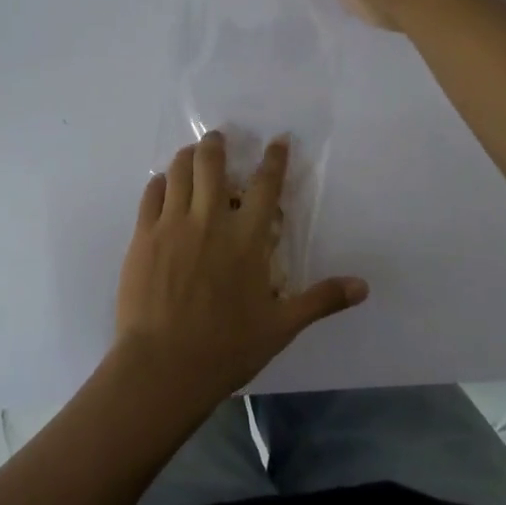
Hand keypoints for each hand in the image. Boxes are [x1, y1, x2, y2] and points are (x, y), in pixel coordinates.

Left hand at [114, 131, 367, 410]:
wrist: (163, 365)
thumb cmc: (227, 347)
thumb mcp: (281, 326)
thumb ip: (320, 300)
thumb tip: (363, 287)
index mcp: (248, 239)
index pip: (265, 186)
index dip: (274, 159)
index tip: (277, 140)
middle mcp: (210, 220)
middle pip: (212, 165)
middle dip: (217, 145)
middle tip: (219, 138)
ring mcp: (172, 225)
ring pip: (179, 172)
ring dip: (187, 156)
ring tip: (191, 153)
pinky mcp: (142, 236)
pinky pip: (150, 195)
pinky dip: (159, 183)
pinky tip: (162, 184)